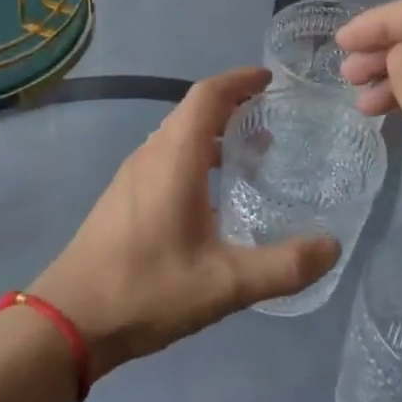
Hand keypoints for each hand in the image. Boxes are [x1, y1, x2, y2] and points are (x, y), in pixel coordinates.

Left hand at [35, 68, 339, 379]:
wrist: (69, 321)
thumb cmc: (147, 290)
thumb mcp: (225, 284)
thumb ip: (283, 266)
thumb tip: (332, 247)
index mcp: (174, 158)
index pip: (207, 95)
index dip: (239, 80)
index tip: (270, 80)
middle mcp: (150, 155)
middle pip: (192, 111)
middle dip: (232, 106)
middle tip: (273, 120)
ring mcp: (130, 176)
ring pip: (176, 136)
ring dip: (213, 133)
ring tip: (251, 154)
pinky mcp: (122, 198)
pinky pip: (164, 158)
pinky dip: (194, 157)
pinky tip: (212, 195)